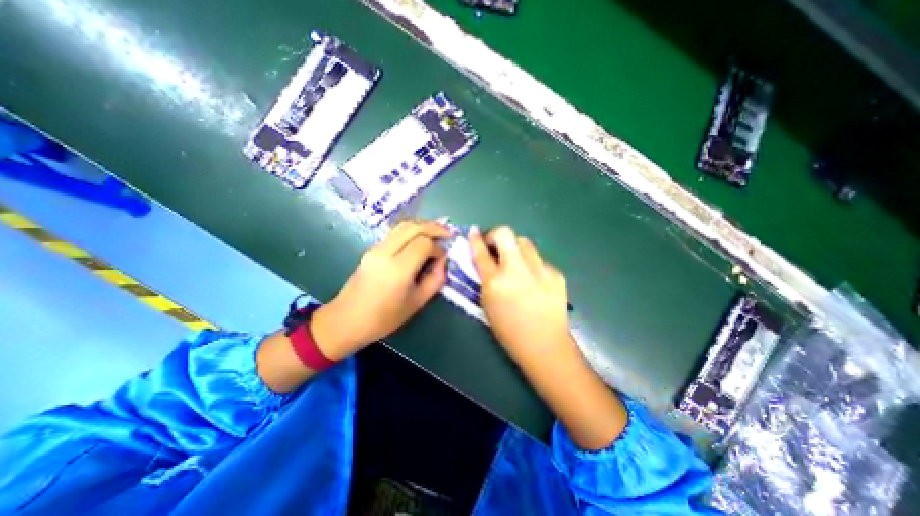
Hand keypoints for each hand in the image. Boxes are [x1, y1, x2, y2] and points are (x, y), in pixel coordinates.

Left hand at [311, 220, 452, 359]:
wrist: (347, 320)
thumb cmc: (384, 318)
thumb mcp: (417, 303)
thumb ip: (435, 279)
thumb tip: (443, 261)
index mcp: (398, 269)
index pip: (423, 243)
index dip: (438, 248)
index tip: (443, 258)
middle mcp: (385, 252)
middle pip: (413, 227)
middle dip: (433, 227)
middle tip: (448, 233)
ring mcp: (376, 248)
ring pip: (402, 225)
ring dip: (422, 225)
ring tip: (437, 232)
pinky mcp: (371, 249)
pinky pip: (395, 232)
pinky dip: (411, 230)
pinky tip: (420, 238)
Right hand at [471, 227, 629, 446]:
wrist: (544, 344)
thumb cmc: (509, 329)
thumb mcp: (487, 303)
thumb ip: (484, 278)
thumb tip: (485, 258)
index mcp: (496, 282)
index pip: (481, 251)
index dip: (475, 239)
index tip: (474, 231)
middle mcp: (517, 270)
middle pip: (506, 233)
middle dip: (496, 234)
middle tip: (495, 245)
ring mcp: (540, 270)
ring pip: (525, 242)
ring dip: (515, 248)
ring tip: (515, 263)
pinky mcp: (556, 273)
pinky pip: (539, 259)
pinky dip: (531, 264)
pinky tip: (533, 280)